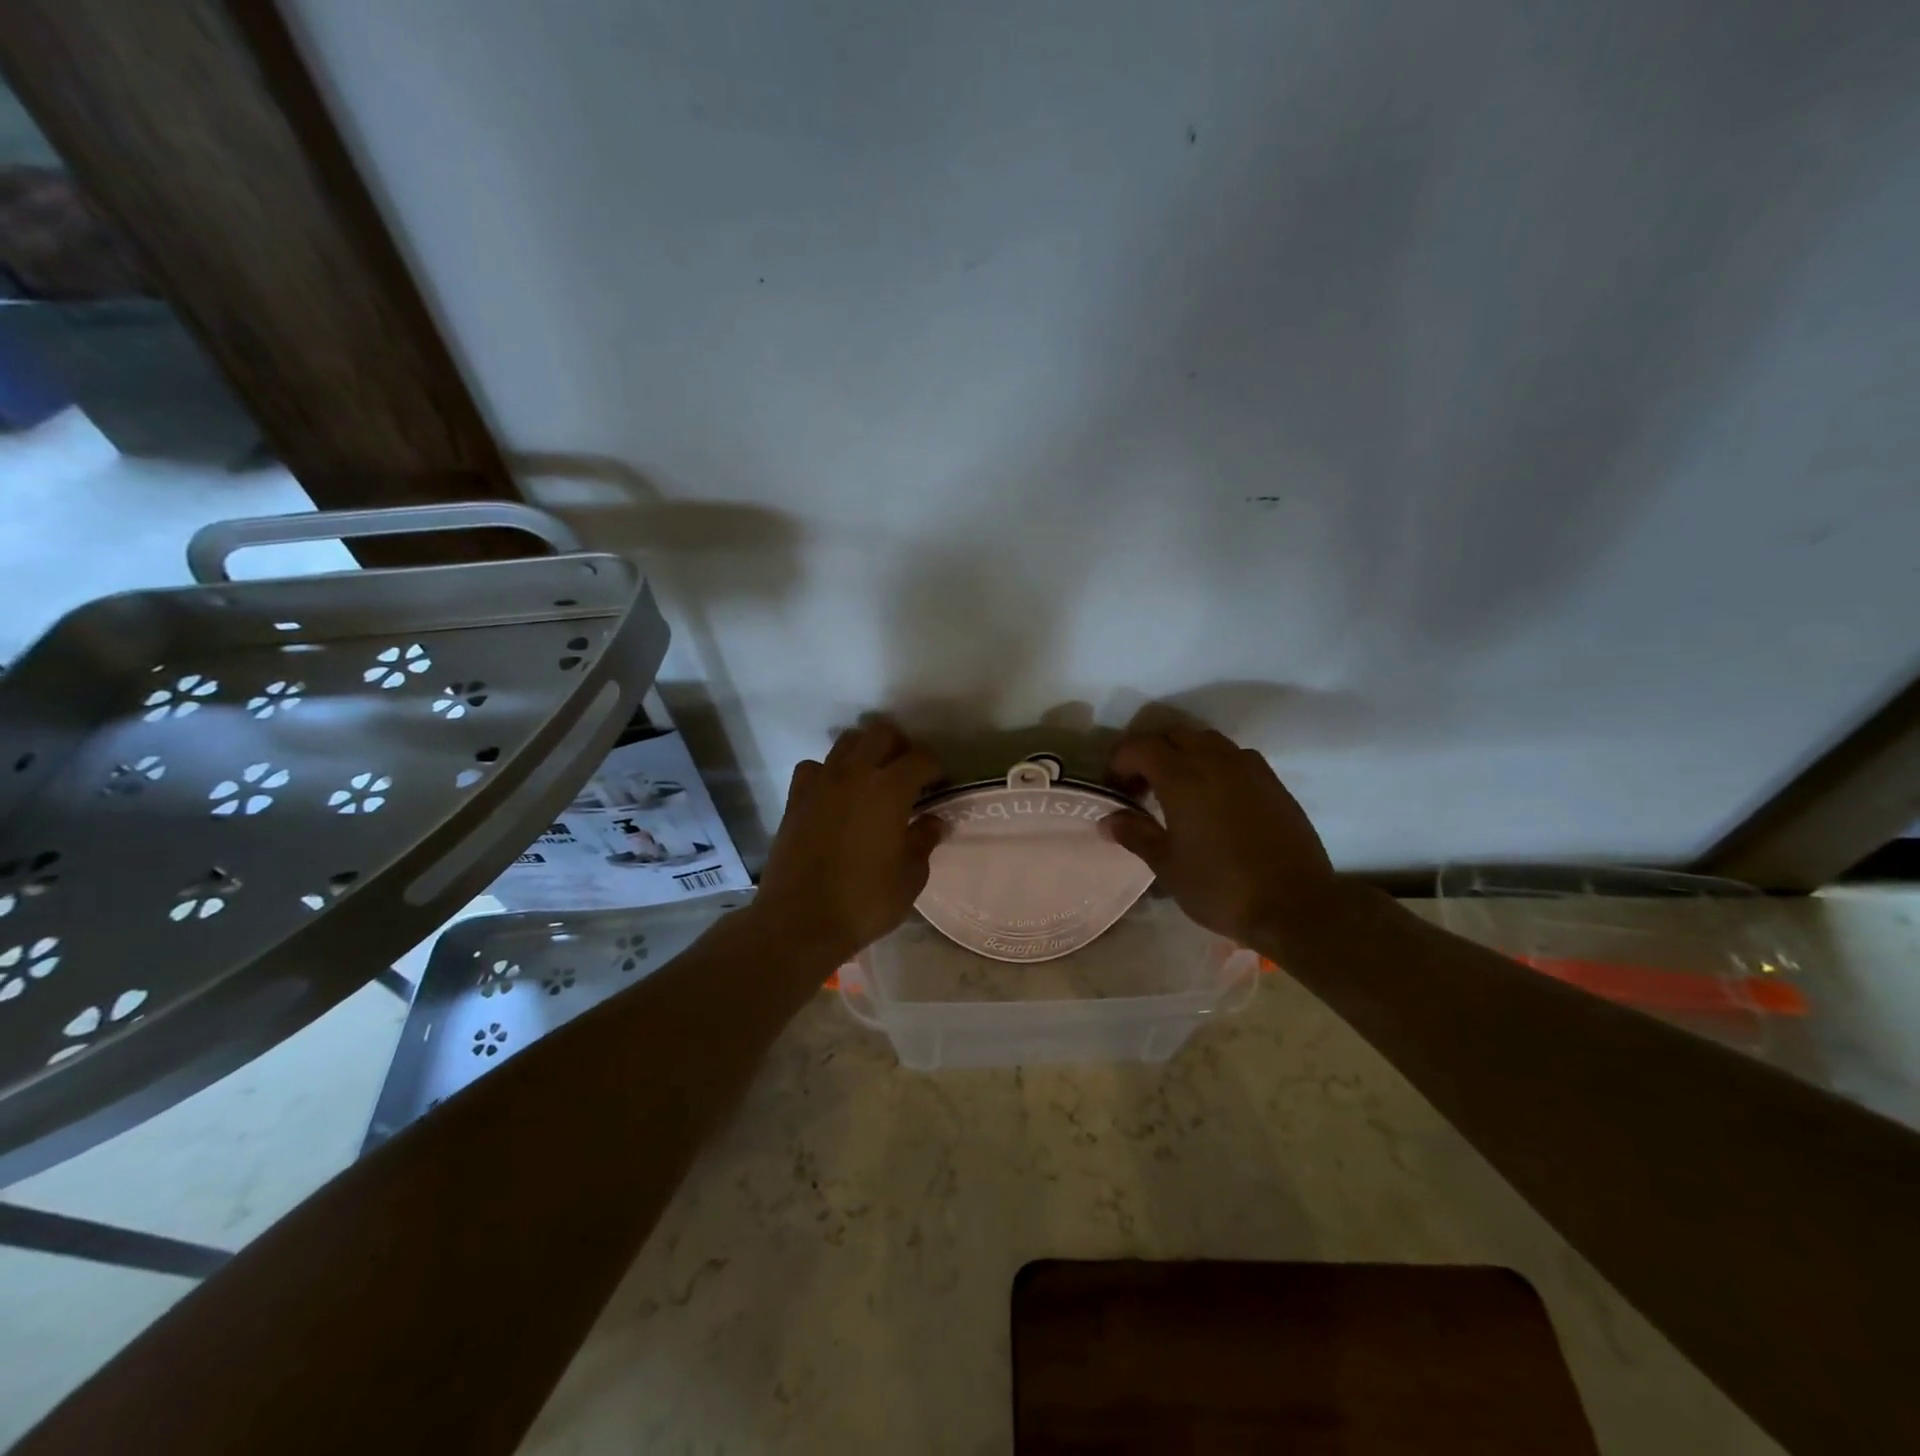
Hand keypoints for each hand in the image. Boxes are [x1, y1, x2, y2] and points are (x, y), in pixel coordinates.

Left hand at [753, 720, 944, 964]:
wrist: (799, 922)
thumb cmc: (864, 902)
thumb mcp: (910, 877)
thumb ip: (924, 840)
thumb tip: (934, 820)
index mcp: (890, 789)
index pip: (921, 757)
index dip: (936, 767)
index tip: (940, 785)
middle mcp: (855, 774)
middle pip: (882, 734)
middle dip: (901, 747)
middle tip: (909, 775)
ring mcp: (821, 783)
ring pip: (847, 742)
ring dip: (866, 751)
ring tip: (873, 779)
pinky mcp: (796, 798)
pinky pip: (814, 767)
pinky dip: (829, 771)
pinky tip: (835, 794)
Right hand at [1100, 724, 1337, 947]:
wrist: (1295, 907)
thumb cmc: (1221, 887)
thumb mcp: (1167, 866)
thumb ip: (1135, 834)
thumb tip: (1108, 820)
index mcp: (1182, 777)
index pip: (1139, 747)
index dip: (1119, 763)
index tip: (1115, 790)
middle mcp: (1215, 760)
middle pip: (1173, 735)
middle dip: (1151, 754)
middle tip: (1141, 788)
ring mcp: (1249, 767)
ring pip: (1206, 741)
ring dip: (1184, 755)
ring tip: (1177, 791)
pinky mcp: (1273, 782)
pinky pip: (1234, 757)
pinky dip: (1214, 765)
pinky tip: (1214, 799)